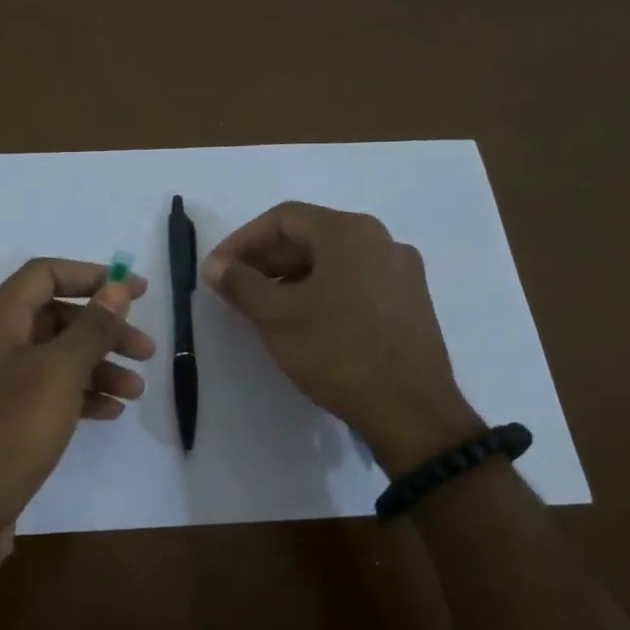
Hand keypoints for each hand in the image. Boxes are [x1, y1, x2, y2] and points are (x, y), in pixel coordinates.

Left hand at [0, 259, 154, 583]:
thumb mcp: (57, 374)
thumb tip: (118, 287)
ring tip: (136, 389)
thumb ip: (91, 328)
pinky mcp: (0, 422)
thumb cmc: (7, 434)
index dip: (93, 276)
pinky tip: (109, 412)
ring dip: (97, 367)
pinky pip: (46, 394)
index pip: (45, 274)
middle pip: (54, 317)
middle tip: (146, 350)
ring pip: (54, 359)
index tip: (137, 291)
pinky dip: (78, 396)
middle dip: (103, 330)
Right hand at [203, 202, 479, 475]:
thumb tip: (217, 267)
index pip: (283, 218)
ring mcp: (402, 272)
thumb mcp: (277, 317)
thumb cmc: (338, 352)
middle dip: (266, 260)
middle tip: (235, 290)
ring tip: (263, 309)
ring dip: (292, 278)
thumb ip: (241, 284)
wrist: (411, 411)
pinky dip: (322, 292)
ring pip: (334, 262)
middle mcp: (382, 240)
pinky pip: (355, 283)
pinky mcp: (410, 303)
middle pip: (311, 236)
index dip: (242, 241)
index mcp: (350, 232)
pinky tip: (304, 322)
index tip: (217, 271)